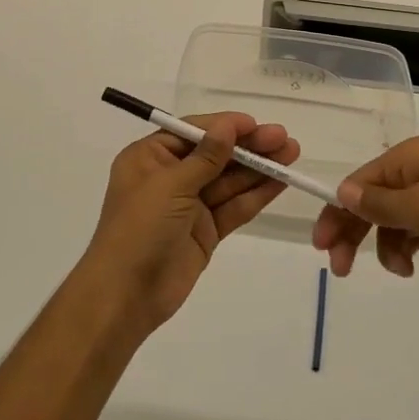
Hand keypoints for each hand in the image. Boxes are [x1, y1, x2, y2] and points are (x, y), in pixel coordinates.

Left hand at [81, 113, 299, 334]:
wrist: (126, 295)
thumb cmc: (140, 228)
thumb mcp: (170, 186)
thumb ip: (205, 157)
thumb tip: (227, 126)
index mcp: (150, 157)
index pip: (193, 132)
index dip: (226, 127)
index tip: (257, 124)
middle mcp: (170, 176)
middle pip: (215, 154)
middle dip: (249, 147)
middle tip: (285, 139)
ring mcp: (189, 205)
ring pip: (228, 180)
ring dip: (258, 168)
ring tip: (291, 154)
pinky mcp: (205, 231)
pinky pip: (233, 207)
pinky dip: (256, 195)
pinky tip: (280, 181)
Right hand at [313, 137, 418, 282]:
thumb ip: (379, 204)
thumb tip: (342, 192)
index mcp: (407, 158)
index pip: (358, 184)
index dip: (337, 213)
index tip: (323, 248)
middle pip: (374, 200)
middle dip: (355, 232)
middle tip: (341, 269)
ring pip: (396, 218)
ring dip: (386, 245)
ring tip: (399, 271)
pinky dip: (409, 245)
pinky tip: (412, 265)